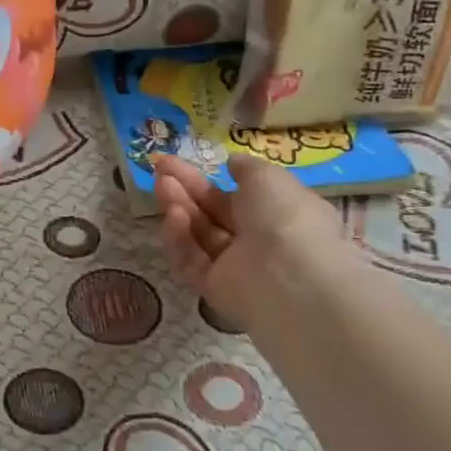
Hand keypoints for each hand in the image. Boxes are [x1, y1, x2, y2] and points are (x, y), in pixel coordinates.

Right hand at [151, 152, 352, 336]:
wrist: (291, 279)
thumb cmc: (286, 218)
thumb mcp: (268, 177)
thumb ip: (246, 168)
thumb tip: (232, 164)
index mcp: (277, 213)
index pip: (234, 196)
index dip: (207, 177)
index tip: (175, 161)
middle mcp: (256, 240)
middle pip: (211, 213)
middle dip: (185, 189)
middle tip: (159, 168)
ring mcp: (235, 267)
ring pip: (198, 234)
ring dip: (178, 207)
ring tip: (162, 185)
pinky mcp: (214, 289)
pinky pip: (190, 261)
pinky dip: (180, 238)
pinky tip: (173, 217)